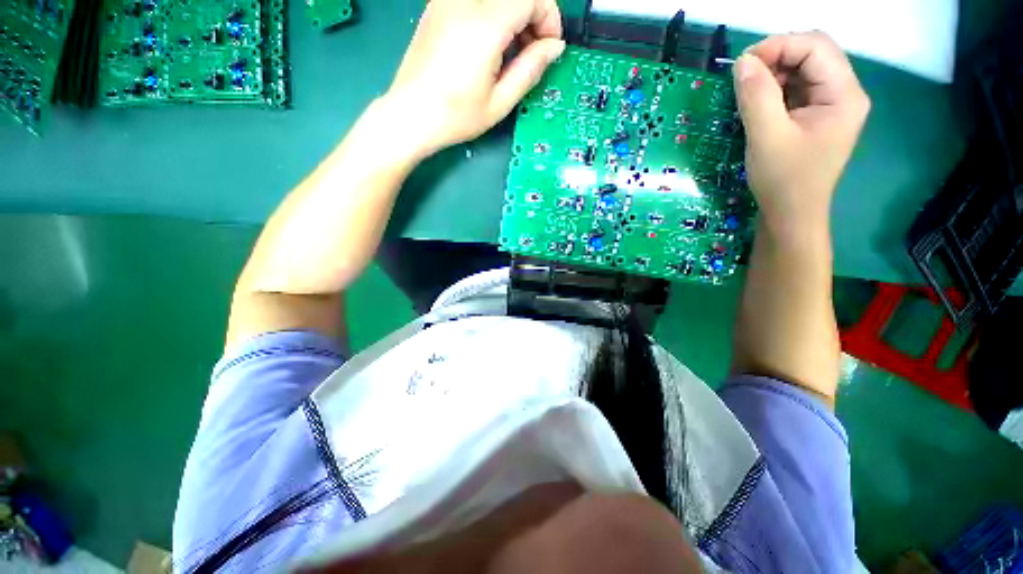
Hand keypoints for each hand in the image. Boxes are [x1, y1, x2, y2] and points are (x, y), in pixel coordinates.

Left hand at [383, 0, 563, 156]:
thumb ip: (530, 69)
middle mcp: (465, 1)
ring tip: (511, 52)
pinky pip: (477, 0)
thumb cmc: (456, 116)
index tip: (549, 48)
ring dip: (513, 16)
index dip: (549, 18)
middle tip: (532, 53)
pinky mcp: (438, 6)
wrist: (410, 115)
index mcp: (485, 25)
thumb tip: (555, 47)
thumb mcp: (499, 102)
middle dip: (533, 16)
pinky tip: (490, 44)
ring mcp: (447, 0)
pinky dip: (494, 14)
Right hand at [734, 32, 869, 230]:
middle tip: (743, 77)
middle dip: (776, 57)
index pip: (816, 47)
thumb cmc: (783, 180)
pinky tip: (758, 103)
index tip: (742, 65)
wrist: (790, 215)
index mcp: (844, 95)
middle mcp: (844, 93)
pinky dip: (775, 89)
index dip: (778, 46)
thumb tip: (742, 62)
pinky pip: (796, 89)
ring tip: (747, 93)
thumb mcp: (767, 137)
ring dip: (773, 73)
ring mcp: (831, 105)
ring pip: (803, 69)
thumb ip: (757, 96)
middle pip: (813, 53)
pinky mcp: (816, 116)